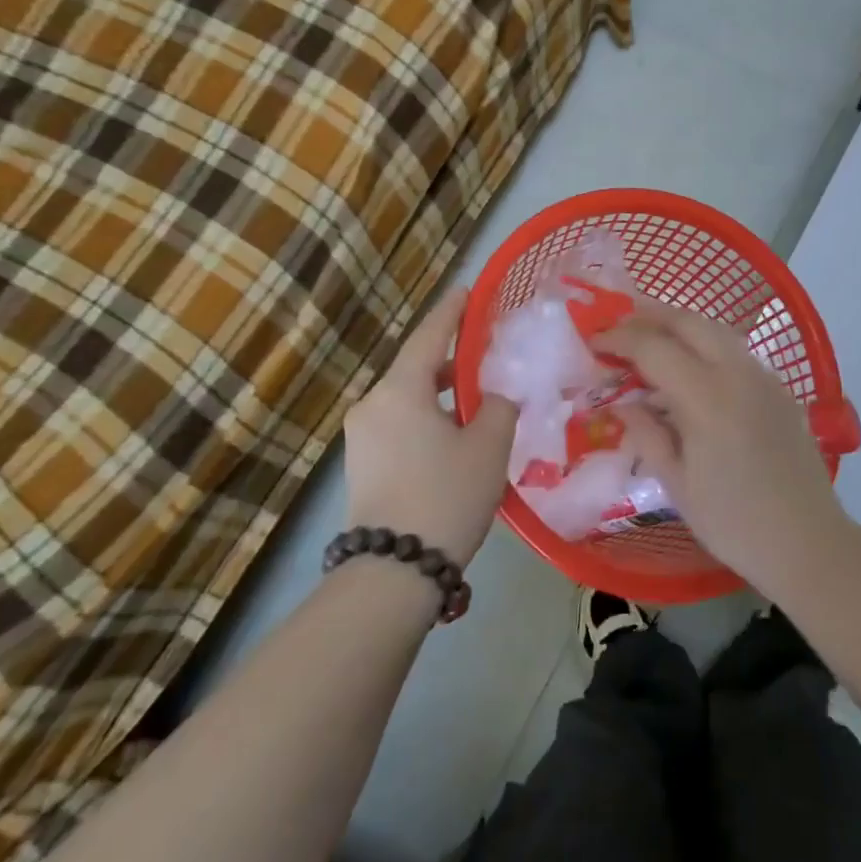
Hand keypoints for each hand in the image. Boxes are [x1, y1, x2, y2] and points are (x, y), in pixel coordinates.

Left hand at [342, 289, 516, 566]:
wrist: (393, 571)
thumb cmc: (446, 495)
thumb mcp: (489, 446)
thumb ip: (500, 406)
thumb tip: (497, 395)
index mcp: (399, 390)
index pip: (429, 336)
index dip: (451, 312)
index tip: (467, 290)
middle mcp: (372, 404)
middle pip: (417, 369)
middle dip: (452, 361)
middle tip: (487, 356)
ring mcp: (361, 437)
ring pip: (408, 401)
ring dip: (441, 396)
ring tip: (478, 403)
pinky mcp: (360, 465)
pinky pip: (398, 426)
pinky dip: (426, 420)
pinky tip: (453, 438)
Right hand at [597, 300, 850, 593]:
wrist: (809, 543)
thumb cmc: (734, 522)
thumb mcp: (676, 484)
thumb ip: (646, 434)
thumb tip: (623, 403)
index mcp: (707, 397)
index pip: (654, 347)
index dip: (619, 338)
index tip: (594, 340)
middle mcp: (738, 373)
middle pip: (688, 322)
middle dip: (649, 314)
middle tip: (619, 322)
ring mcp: (764, 377)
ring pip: (716, 330)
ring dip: (679, 325)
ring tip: (649, 335)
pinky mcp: (779, 389)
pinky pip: (735, 351)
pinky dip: (705, 345)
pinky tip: (691, 367)